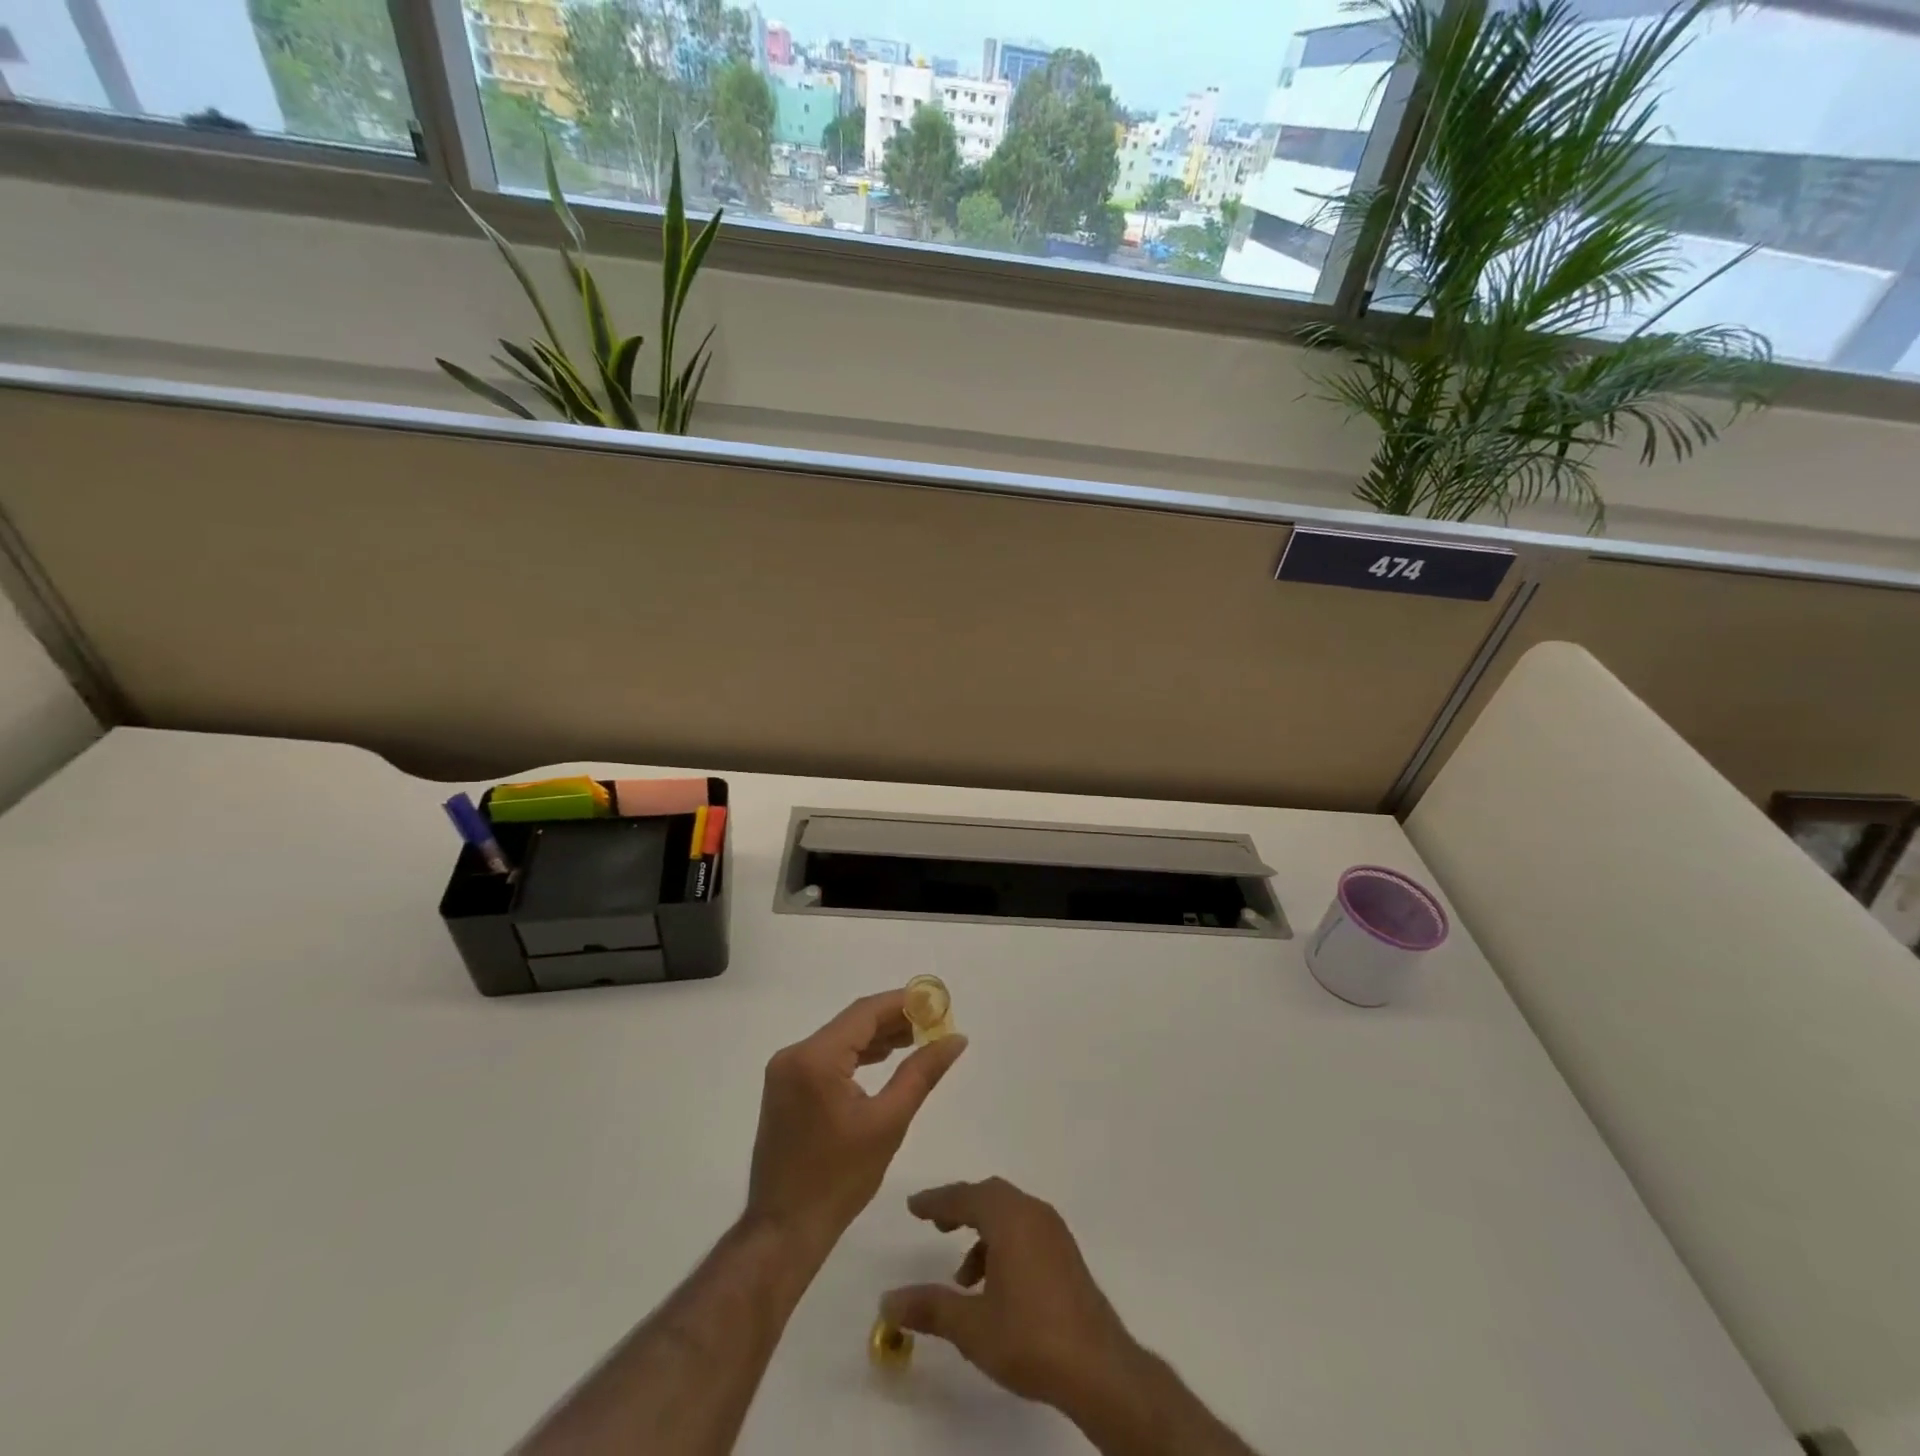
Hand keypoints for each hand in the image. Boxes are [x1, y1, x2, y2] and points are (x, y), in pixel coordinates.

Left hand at [745, 991, 967, 1260]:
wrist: (784, 1230)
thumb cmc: (840, 1179)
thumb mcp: (889, 1122)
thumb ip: (922, 1073)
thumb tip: (956, 1038)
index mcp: (815, 1058)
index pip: (865, 1012)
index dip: (903, 1002)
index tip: (936, 1001)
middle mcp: (794, 1054)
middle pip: (852, 1022)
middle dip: (893, 1020)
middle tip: (933, 1023)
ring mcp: (785, 1071)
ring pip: (839, 1039)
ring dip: (876, 1037)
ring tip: (917, 1039)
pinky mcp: (785, 1087)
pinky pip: (826, 1057)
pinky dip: (856, 1055)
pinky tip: (883, 1059)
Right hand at [880, 1178, 1144, 1416]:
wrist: (1097, 1367)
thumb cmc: (1030, 1337)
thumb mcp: (971, 1326)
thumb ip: (929, 1307)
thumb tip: (888, 1301)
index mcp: (1010, 1218)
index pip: (965, 1196)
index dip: (936, 1201)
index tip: (913, 1207)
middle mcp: (1033, 1213)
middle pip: (990, 1196)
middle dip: (960, 1208)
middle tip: (936, 1225)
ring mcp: (1054, 1232)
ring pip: (1009, 1213)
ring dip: (982, 1232)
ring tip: (963, 1276)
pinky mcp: (1066, 1253)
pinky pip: (1026, 1230)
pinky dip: (1003, 1243)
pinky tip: (995, 1287)